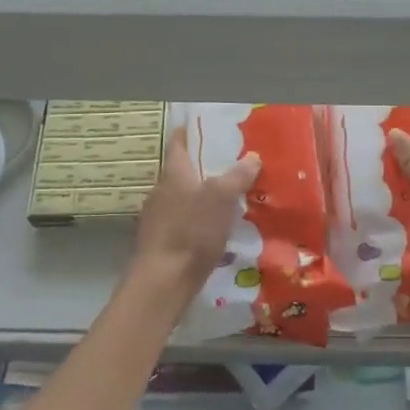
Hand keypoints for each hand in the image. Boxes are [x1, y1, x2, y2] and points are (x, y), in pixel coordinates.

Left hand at [130, 127, 260, 298]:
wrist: (163, 282)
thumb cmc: (192, 231)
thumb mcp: (222, 198)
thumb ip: (237, 175)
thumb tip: (252, 156)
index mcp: (173, 173)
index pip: (178, 142)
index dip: (191, 131)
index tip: (208, 127)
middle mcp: (161, 191)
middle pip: (183, 171)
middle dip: (204, 166)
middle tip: (231, 164)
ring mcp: (157, 218)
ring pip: (183, 198)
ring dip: (202, 196)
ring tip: (229, 198)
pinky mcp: (161, 242)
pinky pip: (183, 222)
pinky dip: (198, 220)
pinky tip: (215, 231)